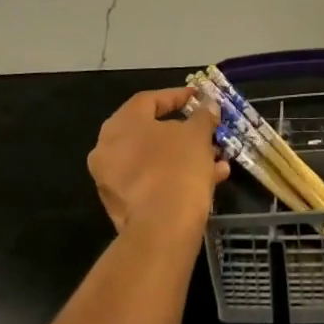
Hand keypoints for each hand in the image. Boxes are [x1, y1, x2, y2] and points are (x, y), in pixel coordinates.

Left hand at [87, 87, 228, 240]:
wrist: (163, 228)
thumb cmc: (178, 167)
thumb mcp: (197, 134)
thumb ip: (202, 115)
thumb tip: (208, 106)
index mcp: (121, 124)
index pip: (149, 100)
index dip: (177, 96)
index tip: (198, 97)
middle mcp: (107, 149)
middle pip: (150, 132)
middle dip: (183, 132)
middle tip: (206, 129)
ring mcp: (111, 180)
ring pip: (154, 159)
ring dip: (184, 156)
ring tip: (216, 159)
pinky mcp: (121, 207)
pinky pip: (151, 181)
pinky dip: (175, 177)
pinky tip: (208, 180)